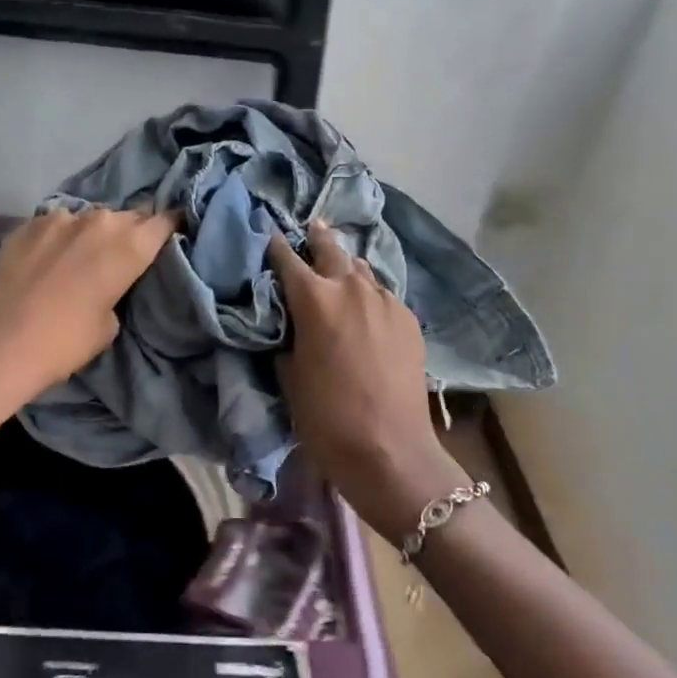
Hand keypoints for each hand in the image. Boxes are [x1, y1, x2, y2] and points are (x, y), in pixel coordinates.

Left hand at [0, 206, 175, 429]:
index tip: (175, 234)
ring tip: (85, 258)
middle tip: (129, 254)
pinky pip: (57, 225)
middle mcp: (97, 220)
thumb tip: (109, 277)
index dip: (172, 226)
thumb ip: (119, 289)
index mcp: (128, 245)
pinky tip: (51, 260)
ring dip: (94, 234)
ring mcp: (58, 218)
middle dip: (133, 231)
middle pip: (128, 217)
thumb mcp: (109, 325)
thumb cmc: (62, 345)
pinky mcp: (25, 225)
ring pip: (89, 218)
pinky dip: (61, 238)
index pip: (164, 221)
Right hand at [267, 222, 469, 537]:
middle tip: (311, 227)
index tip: (268, 236)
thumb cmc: (327, 417)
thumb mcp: (289, 375)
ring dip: (346, 266)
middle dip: (317, 238)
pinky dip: (369, 293)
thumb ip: (287, 337)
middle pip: (331, 249)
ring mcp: (386, 301)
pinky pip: (383, 294)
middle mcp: (351, 288)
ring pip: (361, 269)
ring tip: (338, 267)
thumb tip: (291, 322)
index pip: (287, 258)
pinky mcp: (409, 319)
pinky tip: (365, 306)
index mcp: (314, 298)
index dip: (275, 246)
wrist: (390, 450)